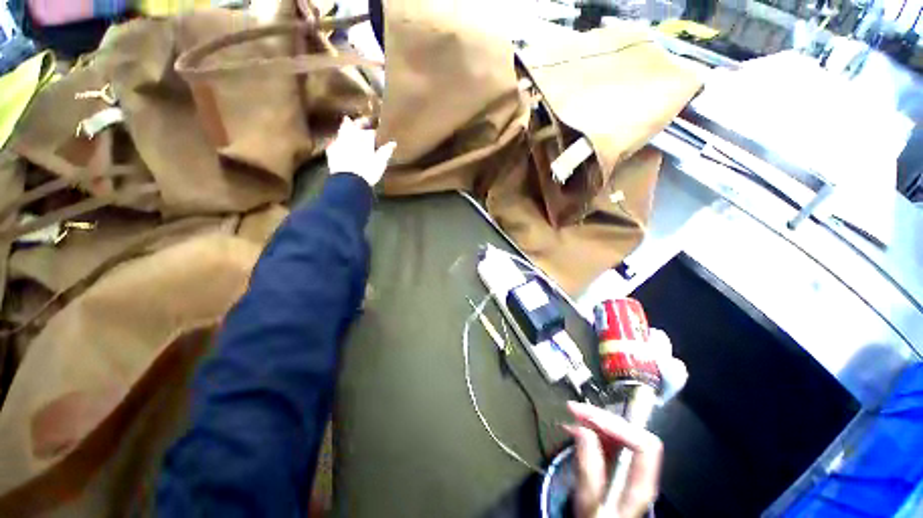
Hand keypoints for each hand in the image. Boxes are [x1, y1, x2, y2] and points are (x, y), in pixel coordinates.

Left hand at [325, 116, 396, 186]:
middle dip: (359, 122)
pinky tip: (337, 140)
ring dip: (346, 125)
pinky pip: (334, 141)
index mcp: (365, 139)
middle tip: (364, 120)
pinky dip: (337, 139)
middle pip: (355, 125)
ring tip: (347, 120)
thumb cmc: (368, 172)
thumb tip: (393, 143)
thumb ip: (386, 151)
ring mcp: (340, 142)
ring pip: (343, 130)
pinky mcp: (332, 151)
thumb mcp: (380, 162)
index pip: (370, 133)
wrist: (350, 182)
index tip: (377, 133)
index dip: (374, 133)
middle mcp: (352, 137)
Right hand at [564, 402, 662, 517]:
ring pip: (619, 431)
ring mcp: (629, 465)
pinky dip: (591, 426)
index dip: (619, 428)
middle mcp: (639, 471)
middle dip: (601, 417)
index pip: (644, 445)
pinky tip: (576, 425)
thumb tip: (582, 431)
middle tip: (574, 409)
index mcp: (640, 485)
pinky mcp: (617, 462)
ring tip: (572, 414)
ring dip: (594, 419)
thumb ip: (587, 471)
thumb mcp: (588, 505)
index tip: (590, 419)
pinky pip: (608, 436)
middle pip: (630, 433)